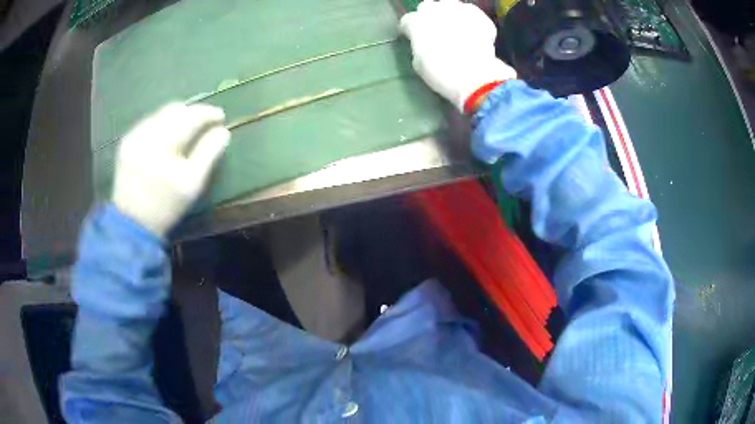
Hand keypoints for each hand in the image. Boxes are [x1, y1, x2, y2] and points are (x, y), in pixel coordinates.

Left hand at [112, 103, 230, 237]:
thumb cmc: (166, 205)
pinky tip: (168, 138)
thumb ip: (208, 154)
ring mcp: (134, 136)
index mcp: (163, 145)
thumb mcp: (192, 184)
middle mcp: (146, 134)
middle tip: (205, 122)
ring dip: (178, 118)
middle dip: (193, 113)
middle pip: (175, 109)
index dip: (208, 113)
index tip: (221, 117)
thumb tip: (222, 131)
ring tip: (188, 129)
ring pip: (161, 114)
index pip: (190, 117)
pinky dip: (163, 125)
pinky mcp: (127, 141)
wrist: (133, 221)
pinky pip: (150, 122)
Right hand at [399, 0, 516, 112]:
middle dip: (429, 17)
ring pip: (449, 6)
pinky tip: (473, 31)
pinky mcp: (478, 16)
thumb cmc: (442, 74)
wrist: (476, 77)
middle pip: (427, 7)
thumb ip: (418, 47)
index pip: (407, 21)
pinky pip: (471, 12)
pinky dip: (471, 20)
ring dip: (449, 14)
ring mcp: (458, 10)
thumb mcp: (419, 64)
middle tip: (435, 32)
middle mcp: (435, 10)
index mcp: (416, 23)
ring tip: (455, 29)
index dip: (410, 30)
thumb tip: (423, 45)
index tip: (413, 38)